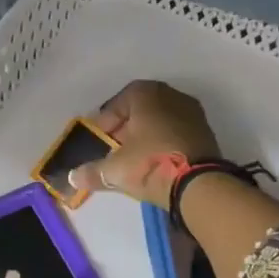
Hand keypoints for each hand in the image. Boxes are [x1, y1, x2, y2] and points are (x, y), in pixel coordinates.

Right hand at [70, 80, 220, 207]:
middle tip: (115, 150)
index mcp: (146, 94)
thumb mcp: (115, 170)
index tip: (100, 140)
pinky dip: (164, 143)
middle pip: (141, 110)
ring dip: (146, 136)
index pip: (118, 102)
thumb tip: (72, 177)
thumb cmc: (150, 163)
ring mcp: (192, 112)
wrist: (199, 183)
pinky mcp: (206, 132)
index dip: (106, 122)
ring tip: (135, 159)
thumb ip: (92, 171)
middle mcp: (171, 95)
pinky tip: (157, 163)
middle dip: (126, 129)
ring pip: (160, 120)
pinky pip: (176, 133)